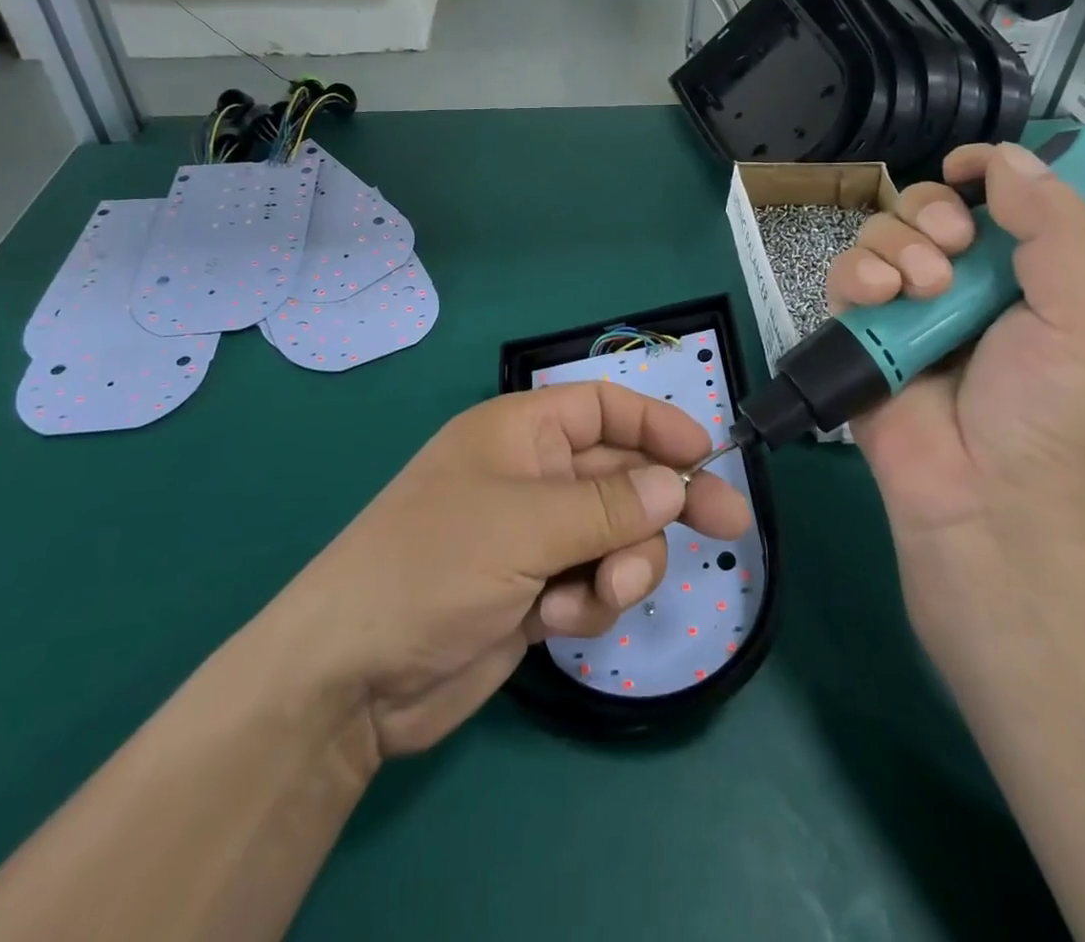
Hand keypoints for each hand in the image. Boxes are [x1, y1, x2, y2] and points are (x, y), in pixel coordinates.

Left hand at [280, 384, 751, 757]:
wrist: (353, 676)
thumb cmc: (432, 566)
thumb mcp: (525, 526)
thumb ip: (607, 506)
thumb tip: (677, 482)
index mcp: (520, 434)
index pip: (602, 409)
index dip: (656, 424)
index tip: (707, 452)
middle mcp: (532, 477)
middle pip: (621, 475)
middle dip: (665, 503)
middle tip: (731, 526)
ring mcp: (534, 537)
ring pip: (616, 536)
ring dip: (620, 566)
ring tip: (598, 595)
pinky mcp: (536, 592)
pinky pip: (593, 584)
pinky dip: (588, 604)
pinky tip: (556, 623)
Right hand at [826, 141, 1084, 559]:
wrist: (983, 497)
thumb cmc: (1046, 412)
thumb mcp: (1082, 317)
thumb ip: (1056, 229)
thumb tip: (1005, 156)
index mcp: (1016, 275)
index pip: (992, 200)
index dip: (981, 172)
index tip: (969, 167)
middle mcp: (957, 282)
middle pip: (924, 206)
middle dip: (933, 212)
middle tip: (954, 245)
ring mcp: (901, 306)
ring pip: (879, 233)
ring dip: (899, 246)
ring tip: (922, 289)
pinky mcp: (857, 330)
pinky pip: (844, 274)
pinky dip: (858, 273)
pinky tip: (881, 298)